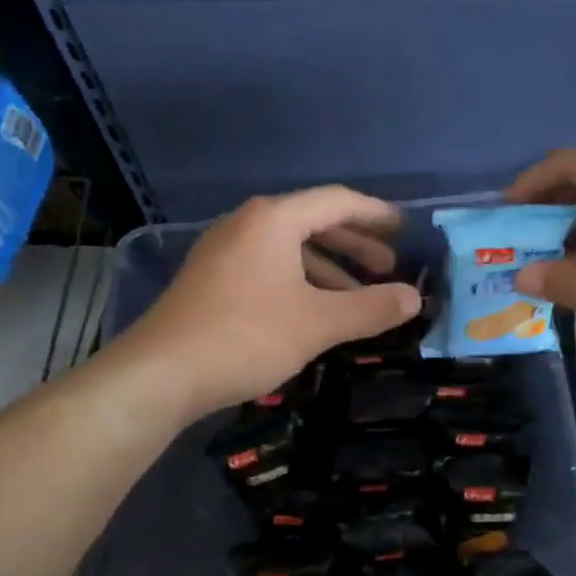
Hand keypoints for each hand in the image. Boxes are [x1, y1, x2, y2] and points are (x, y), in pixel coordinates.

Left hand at [119, 187, 421, 418]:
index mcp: (274, 220)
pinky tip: (313, 312)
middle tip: (387, 267)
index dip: (375, 214)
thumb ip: (370, 308)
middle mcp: (247, 225)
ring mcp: (224, 252)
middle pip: (312, 222)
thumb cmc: (246, 336)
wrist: (160, 374)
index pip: (337, 202)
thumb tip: (415, 298)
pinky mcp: (212, 280)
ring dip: (328, 269)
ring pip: (289, 250)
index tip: (403, 229)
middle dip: (354, 245)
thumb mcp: (318, 323)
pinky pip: (269, 268)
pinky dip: (300, 282)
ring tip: (357, 297)